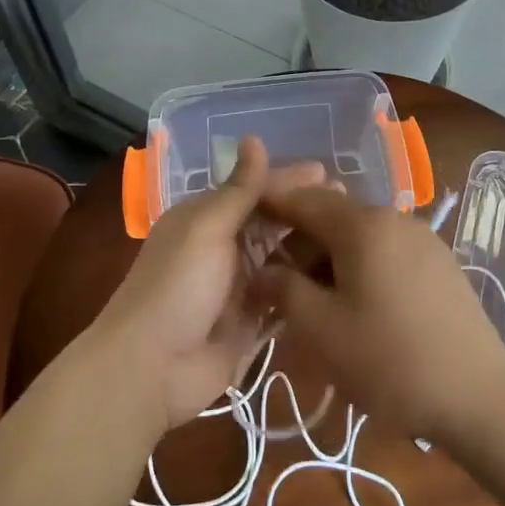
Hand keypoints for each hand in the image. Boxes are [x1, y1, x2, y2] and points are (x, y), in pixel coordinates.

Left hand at [91, 137, 325, 430]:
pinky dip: (306, 286)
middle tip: (351, 206)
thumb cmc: (176, 286)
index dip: (289, 182)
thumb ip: (239, 189)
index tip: (329, 174)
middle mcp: (224, 247)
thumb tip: (254, 137)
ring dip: (311, 248)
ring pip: (282, 259)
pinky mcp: (252, 321)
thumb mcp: (207, 228)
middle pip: (271, 224)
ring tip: (353, 240)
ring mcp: (239, 286)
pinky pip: (285, 296)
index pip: (255, 191)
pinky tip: (339, 279)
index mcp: (207, 218)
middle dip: (305, 213)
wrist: (151, 367)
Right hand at [252, 186, 504, 447]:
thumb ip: (284, 290)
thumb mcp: (322, 330)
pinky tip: (354, 304)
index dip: (270, 205)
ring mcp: (422, 239)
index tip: (244, 217)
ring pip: (360, 236)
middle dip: (299, 242)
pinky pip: (386, 251)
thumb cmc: (390, 361)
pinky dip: (359, 266)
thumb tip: (263, 270)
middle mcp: (394, 218)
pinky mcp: (439, 263)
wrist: (479, 398)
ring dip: (329, 258)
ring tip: (311, 300)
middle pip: (333, 217)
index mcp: (362, 225)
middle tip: (274, 281)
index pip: (304, 199)